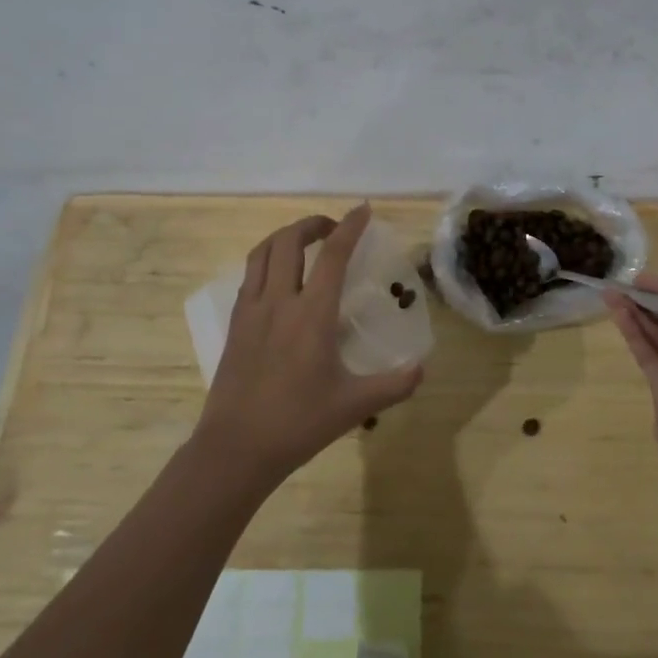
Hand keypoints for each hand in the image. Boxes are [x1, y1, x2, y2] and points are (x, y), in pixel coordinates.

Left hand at [193, 203, 423, 488]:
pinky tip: (277, 278)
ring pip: (262, 253)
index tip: (363, 209)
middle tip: (333, 229)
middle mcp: (279, 302)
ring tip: (304, 242)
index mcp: (312, 314)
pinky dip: (266, 260)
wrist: (236, 448)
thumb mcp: (355, 406)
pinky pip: (249, 276)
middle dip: (312, 223)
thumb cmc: (298, 423)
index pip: (333, 255)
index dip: (350, 226)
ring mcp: (251, 311)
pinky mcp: (235, 324)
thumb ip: (394, 384)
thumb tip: (422, 369)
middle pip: (289, 241)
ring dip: (285, 236)